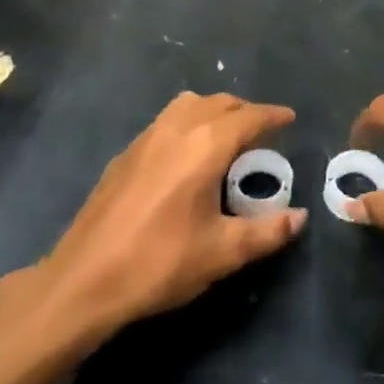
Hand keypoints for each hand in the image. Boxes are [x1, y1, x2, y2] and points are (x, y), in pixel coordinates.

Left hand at [30, 92, 304, 341]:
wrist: (84, 280)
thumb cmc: (159, 263)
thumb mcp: (222, 253)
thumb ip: (267, 232)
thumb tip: (299, 217)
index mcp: (205, 145)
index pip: (248, 117)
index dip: (272, 115)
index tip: (290, 117)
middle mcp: (177, 128)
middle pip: (219, 103)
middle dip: (245, 111)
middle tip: (262, 131)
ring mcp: (146, 137)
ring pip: (189, 105)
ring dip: (214, 111)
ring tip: (226, 136)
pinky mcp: (126, 153)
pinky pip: (167, 120)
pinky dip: (188, 122)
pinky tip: (186, 156)